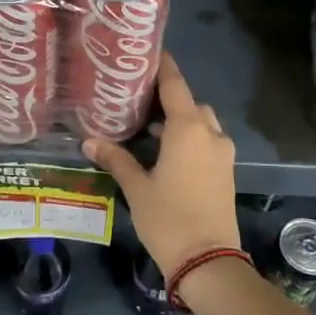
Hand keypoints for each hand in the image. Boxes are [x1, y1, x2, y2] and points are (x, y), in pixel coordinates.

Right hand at [82, 54, 238, 280]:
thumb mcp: (136, 187)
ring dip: (180, 122)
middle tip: (139, 101)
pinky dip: (190, 139)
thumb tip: (89, 141)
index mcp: (188, 128)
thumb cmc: (168, 218)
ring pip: (202, 124)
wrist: (209, 261)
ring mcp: (222, 153)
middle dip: (168, 100)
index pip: (174, 84)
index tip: (149, 53)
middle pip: (190, 103)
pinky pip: (208, 142)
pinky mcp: (226, 171)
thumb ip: (116, 159)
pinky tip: (166, 154)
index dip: (163, 67)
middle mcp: (210, 133)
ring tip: (149, 131)